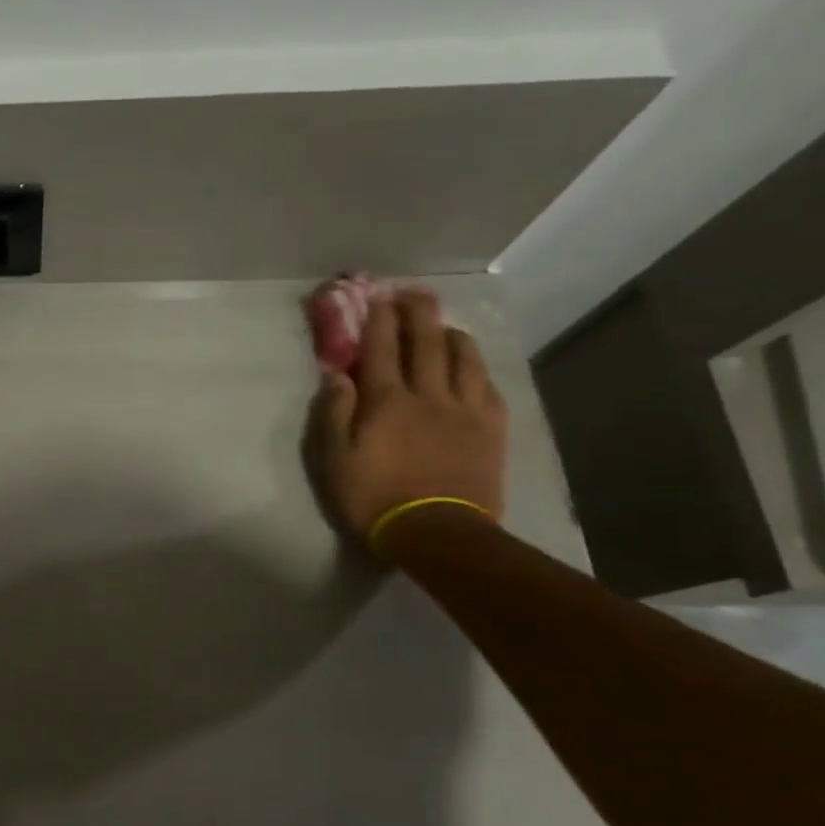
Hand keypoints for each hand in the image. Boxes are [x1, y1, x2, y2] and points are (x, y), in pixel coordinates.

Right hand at [306, 287, 507, 547]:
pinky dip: (476, 368)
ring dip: (450, 334)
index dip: (377, 319)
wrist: (437, 533)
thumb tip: (336, 375)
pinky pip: (488, 387)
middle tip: (412, 293)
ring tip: (443, 325)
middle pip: (425, 341)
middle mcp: (428, 394)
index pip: (380, 348)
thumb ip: (333, 413)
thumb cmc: (373, 497)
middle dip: (417, 312)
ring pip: (463, 358)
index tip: (376, 297)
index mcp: (386, 401)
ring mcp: (465, 410)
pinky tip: (471, 366)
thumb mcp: (333, 459)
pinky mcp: (491, 429)